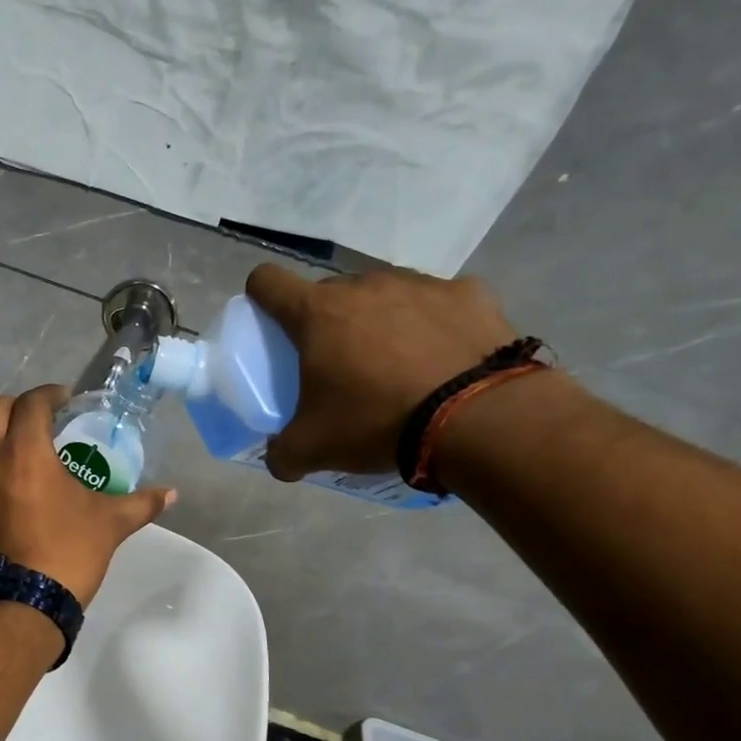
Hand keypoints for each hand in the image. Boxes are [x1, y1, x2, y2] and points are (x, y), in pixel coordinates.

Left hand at [0, 385, 175, 608]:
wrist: (14, 607)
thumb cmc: (65, 554)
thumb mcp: (109, 525)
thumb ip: (140, 504)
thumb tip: (171, 494)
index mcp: (24, 451)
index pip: (31, 402)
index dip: (50, 394)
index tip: (66, 401)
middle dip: (18, 408)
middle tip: (42, 424)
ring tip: (25, 462)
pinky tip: (7, 498)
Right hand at [245, 264, 519, 477]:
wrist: (480, 419)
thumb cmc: (377, 422)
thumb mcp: (313, 448)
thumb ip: (282, 453)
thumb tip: (278, 459)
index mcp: (317, 314)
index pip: (268, 281)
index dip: (260, 297)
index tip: (269, 324)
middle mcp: (364, 286)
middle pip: (329, 293)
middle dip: (326, 322)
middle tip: (337, 364)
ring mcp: (420, 284)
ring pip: (383, 294)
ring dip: (378, 320)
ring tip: (397, 364)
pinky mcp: (470, 294)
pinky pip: (438, 302)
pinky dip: (433, 324)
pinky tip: (444, 357)